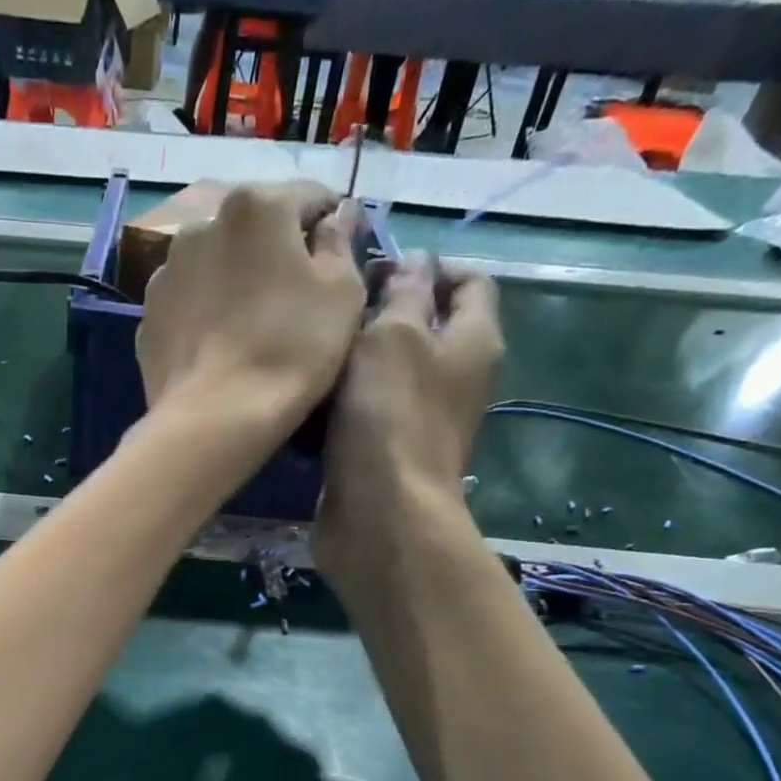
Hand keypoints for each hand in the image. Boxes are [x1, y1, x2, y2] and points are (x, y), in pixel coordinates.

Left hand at [135, 182, 366, 480]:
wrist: (214, 419)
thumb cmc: (290, 350)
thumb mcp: (342, 293)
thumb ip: (340, 244)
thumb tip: (333, 220)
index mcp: (255, 205)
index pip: (308, 198)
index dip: (331, 226)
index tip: (339, 259)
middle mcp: (201, 225)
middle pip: (253, 229)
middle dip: (275, 253)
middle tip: (293, 299)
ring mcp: (165, 273)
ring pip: (213, 266)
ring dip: (233, 282)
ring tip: (249, 327)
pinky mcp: (147, 318)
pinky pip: (187, 306)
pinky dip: (203, 316)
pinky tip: (218, 350)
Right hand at [314, 254, 503, 593]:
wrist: (378, 516)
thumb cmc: (390, 416)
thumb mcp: (394, 336)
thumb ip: (402, 293)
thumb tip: (413, 264)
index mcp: (473, 339)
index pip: (468, 280)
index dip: (428, 264)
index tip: (375, 267)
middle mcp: (454, 377)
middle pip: (421, 326)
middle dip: (378, 313)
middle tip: (332, 311)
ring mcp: (418, 419)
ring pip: (384, 372)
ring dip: (350, 362)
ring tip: (312, 352)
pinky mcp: (384, 453)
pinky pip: (362, 413)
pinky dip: (338, 405)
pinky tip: (307, 400)